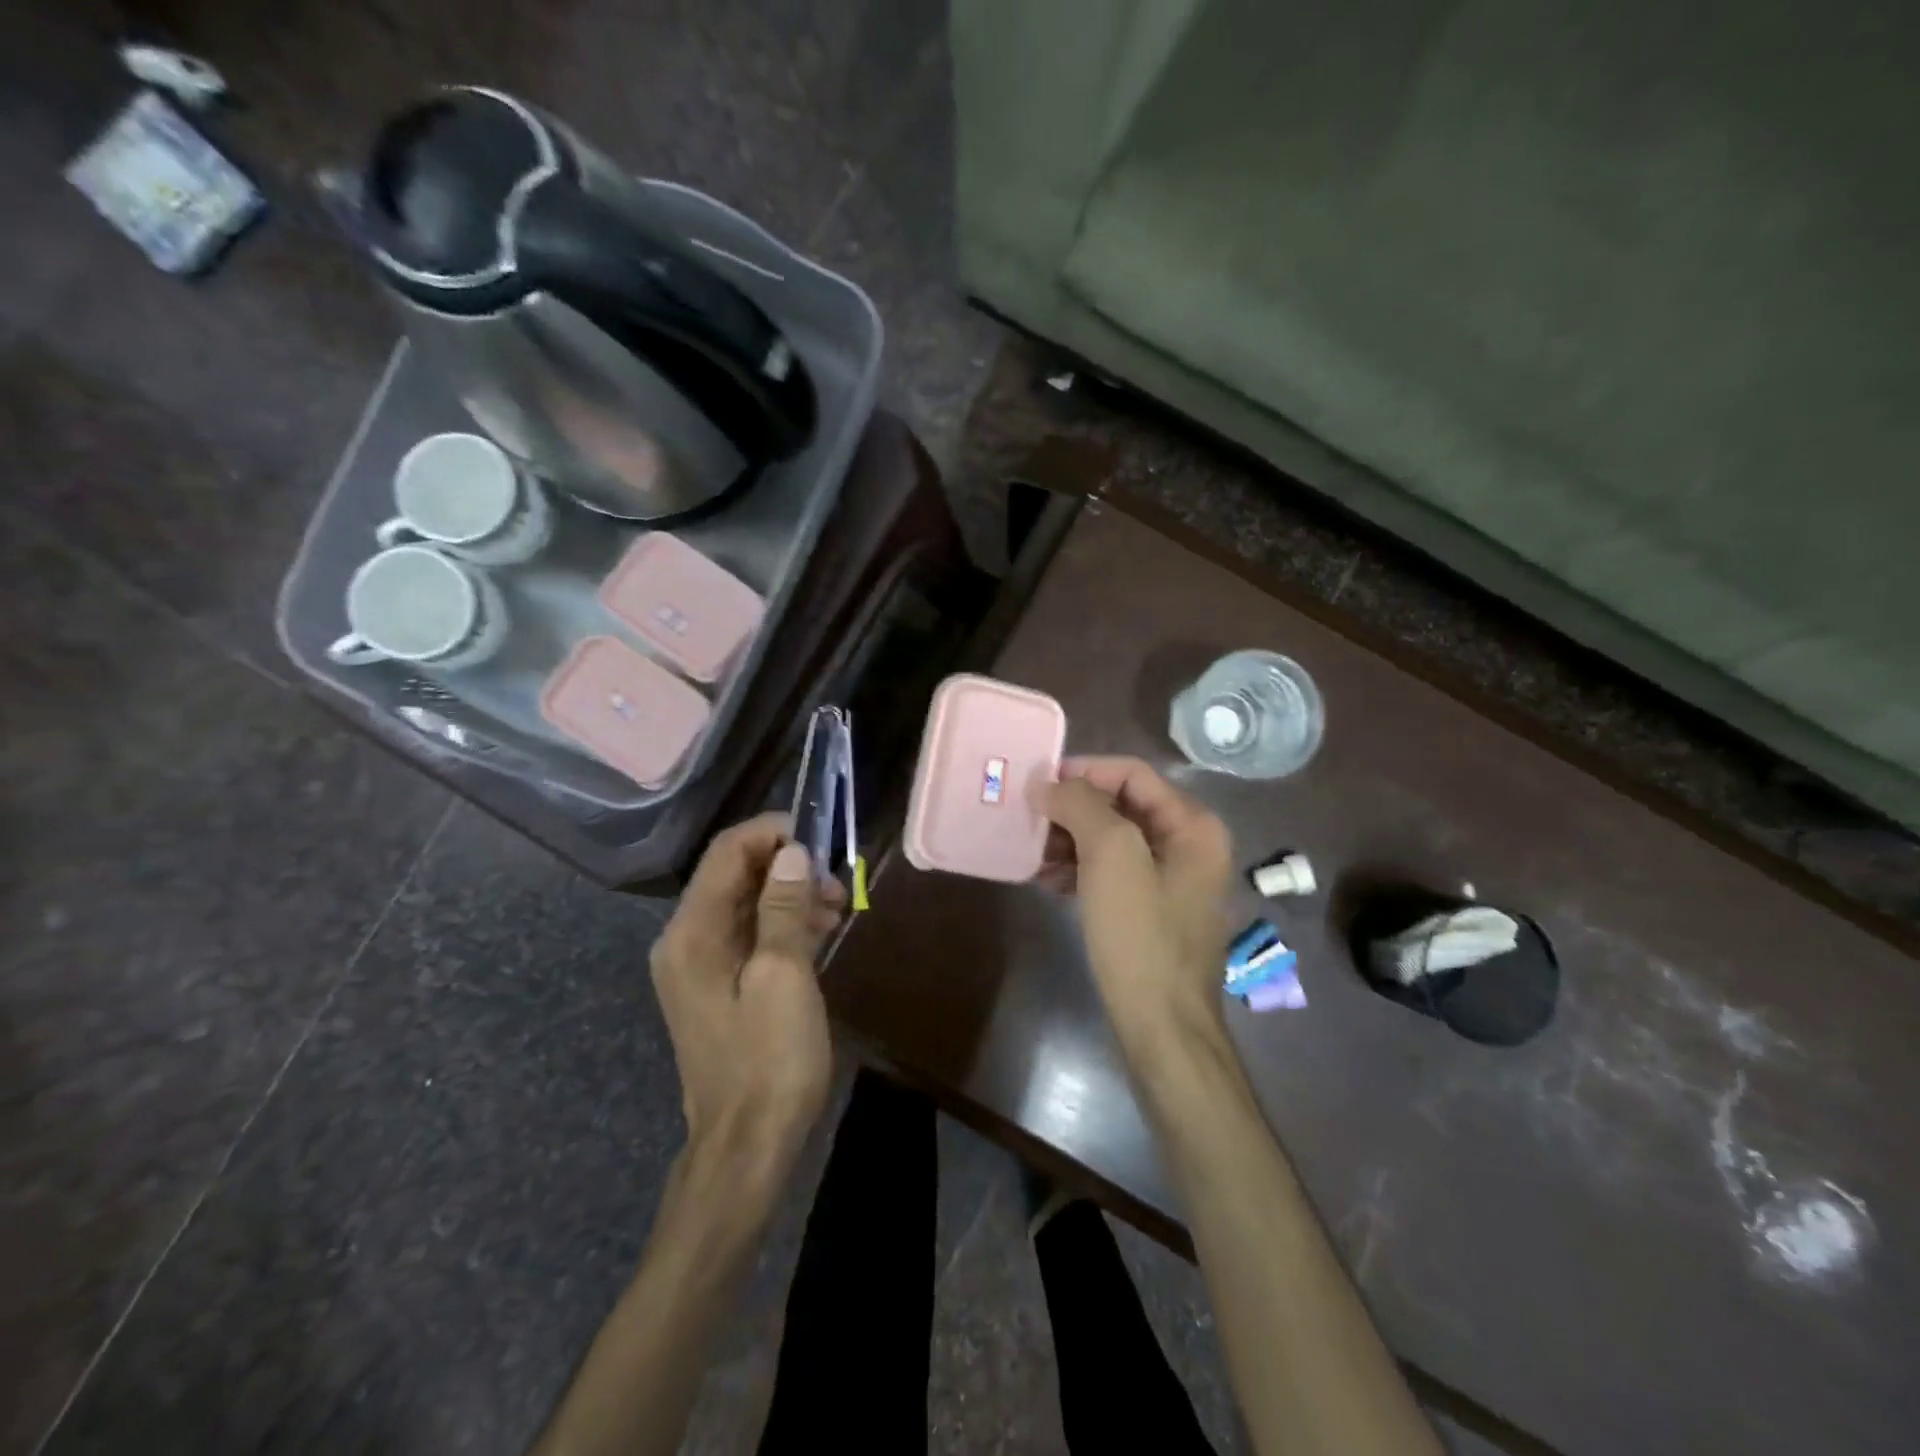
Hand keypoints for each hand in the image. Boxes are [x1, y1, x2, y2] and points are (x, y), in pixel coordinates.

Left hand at [650, 814, 845, 1184]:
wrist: (747, 1145)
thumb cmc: (769, 1059)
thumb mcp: (784, 976)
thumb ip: (783, 907)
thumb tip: (792, 853)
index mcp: (692, 932)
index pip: (727, 853)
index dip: (772, 833)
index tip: (820, 835)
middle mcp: (686, 940)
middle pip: (735, 875)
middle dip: (788, 867)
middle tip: (837, 881)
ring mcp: (700, 965)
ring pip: (747, 904)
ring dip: (791, 895)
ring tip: (838, 906)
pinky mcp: (719, 985)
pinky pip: (750, 934)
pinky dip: (783, 924)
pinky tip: (820, 931)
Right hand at [1039, 756, 1234, 1046]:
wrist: (1162, 1025)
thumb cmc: (1140, 934)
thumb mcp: (1111, 857)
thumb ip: (1081, 806)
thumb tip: (1049, 784)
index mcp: (1193, 825)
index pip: (1132, 773)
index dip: (1084, 771)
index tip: (1037, 784)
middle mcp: (1188, 845)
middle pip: (1120, 805)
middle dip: (1072, 810)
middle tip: (1028, 819)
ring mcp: (1171, 881)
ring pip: (1111, 841)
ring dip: (1069, 841)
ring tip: (1031, 854)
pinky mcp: (1150, 910)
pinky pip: (1110, 873)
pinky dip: (1078, 870)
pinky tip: (1047, 882)